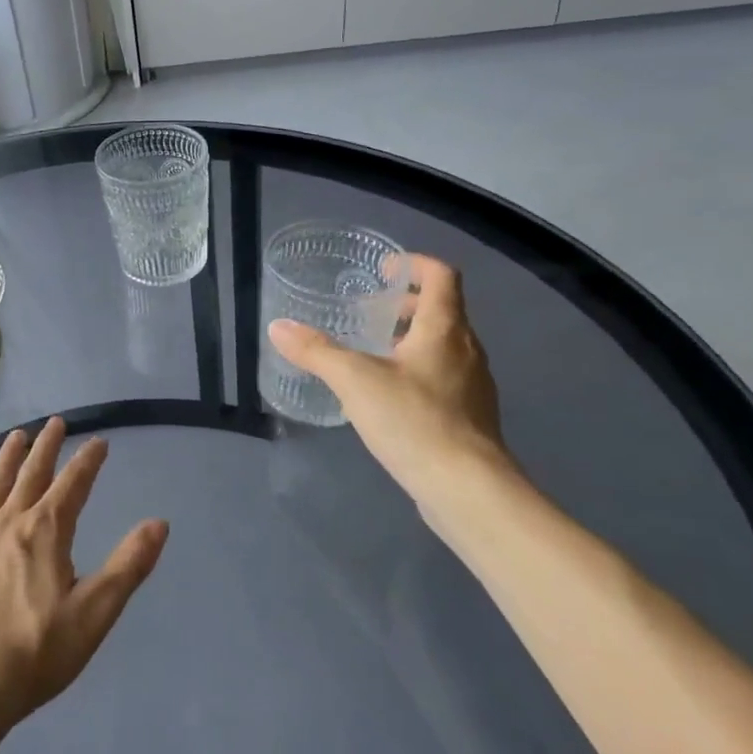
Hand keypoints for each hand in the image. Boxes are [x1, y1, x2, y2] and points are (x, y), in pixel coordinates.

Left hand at [0, 419, 167, 747]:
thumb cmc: (34, 656)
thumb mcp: (94, 615)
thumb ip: (128, 566)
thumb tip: (159, 523)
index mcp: (46, 533)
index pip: (73, 485)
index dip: (88, 461)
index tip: (99, 441)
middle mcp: (8, 525)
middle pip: (31, 475)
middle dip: (47, 447)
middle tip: (56, 423)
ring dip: (7, 458)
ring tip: (17, 436)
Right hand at [268, 254, 514, 529]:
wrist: (468, 490)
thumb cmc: (415, 421)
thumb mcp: (355, 380)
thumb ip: (316, 351)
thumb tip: (278, 327)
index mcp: (445, 328)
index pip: (442, 276)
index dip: (415, 263)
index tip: (385, 268)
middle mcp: (467, 349)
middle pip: (443, 310)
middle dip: (407, 304)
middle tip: (370, 311)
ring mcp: (474, 385)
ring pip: (444, 346)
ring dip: (412, 339)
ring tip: (374, 353)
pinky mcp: (471, 417)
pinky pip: (444, 377)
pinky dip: (418, 371)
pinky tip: (390, 397)